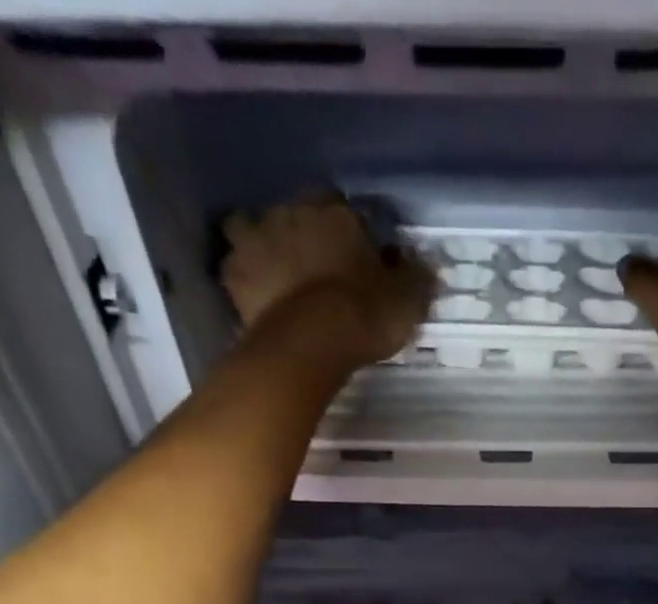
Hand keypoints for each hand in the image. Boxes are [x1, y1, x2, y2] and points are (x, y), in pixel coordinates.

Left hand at [220, 196, 433, 369]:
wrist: (312, 342)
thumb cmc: (365, 314)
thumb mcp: (406, 299)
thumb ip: (414, 277)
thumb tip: (423, 264)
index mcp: (335, 211)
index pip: (343, 207)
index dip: (350, 231)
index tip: (358, 256)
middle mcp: (291, 213)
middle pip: (295, 214)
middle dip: (304, 233)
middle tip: (317, 267)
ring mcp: (257, 240)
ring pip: (252, 229)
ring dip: (262, 245)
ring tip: (278, 275)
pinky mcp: (235, 277)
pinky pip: (236, 269)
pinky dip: (244, 279)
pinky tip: (256, 296)